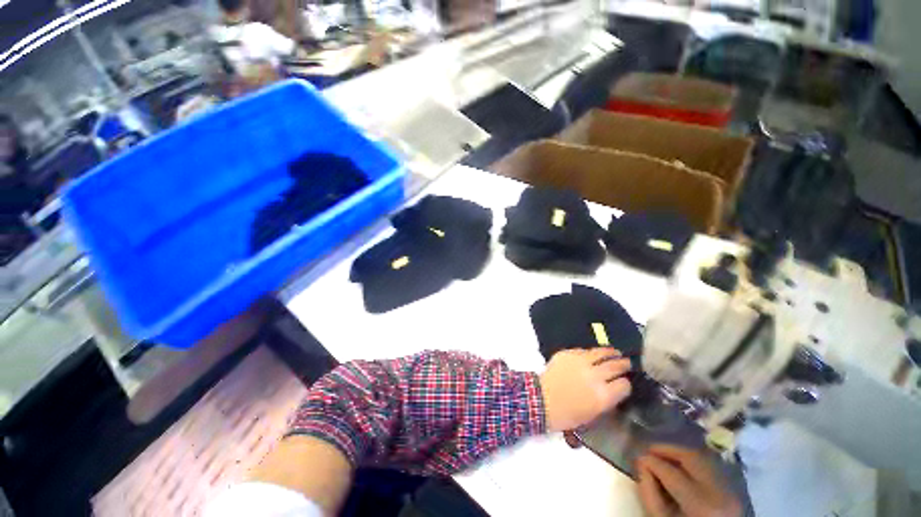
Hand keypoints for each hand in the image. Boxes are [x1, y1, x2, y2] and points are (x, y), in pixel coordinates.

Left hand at [539, 348, 631, 431]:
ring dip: (610, 352)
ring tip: (615, 352)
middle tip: (627, 362)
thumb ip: (606, 399)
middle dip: (623, 364)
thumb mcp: (593, 413)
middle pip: (615, 366)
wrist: (542, 399)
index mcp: (603, 396)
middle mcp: (595, 376)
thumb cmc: (567, 414)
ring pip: (601, 353)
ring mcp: (581, 362)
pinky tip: (592, 354)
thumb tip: (613, 388)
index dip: (625, 384)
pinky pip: (583, 351)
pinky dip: (590, 353)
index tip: (624, 383)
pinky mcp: (568, 353)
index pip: (624, 385)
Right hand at [636, 445, 741, 516]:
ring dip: (679, 455)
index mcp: (701, 503)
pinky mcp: (732, 492)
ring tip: (663, 458)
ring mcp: (729, 492)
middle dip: (667, 449)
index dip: (650, 461)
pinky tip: (679, 470)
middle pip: (691, 457)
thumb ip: (649, 493)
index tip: (638, 458)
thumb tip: (642, 465)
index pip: (671, 471)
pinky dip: (691, 465)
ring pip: (701, 460)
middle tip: (649, 450)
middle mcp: (719, 492)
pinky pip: (708, 470)